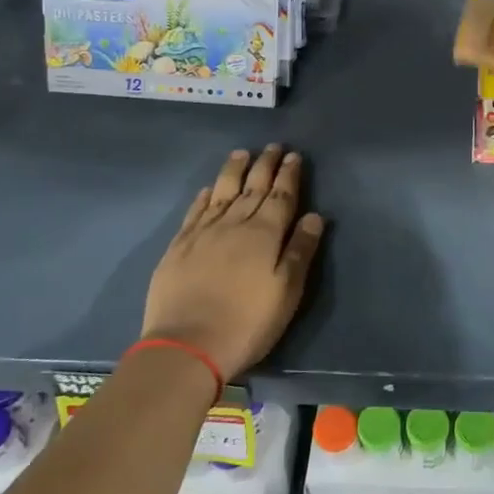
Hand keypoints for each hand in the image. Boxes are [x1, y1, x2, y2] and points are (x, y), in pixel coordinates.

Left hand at [140, 146, 324, 378]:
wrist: (187, 346)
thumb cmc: (248, 322)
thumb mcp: (287, 291)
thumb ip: (300, 250)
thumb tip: (314, 216)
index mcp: (265, 233)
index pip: (281, 195)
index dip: (288, 175)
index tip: (293, 156)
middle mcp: (234, 223)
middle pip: (252, 187)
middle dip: (265, 165)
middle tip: (273, 147)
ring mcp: (203, 233)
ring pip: (222, 191)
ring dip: (234, 171)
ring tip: (242, 154)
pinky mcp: (179, 247)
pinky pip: (195, 211)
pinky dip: (204, 196)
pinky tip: (208, 189)